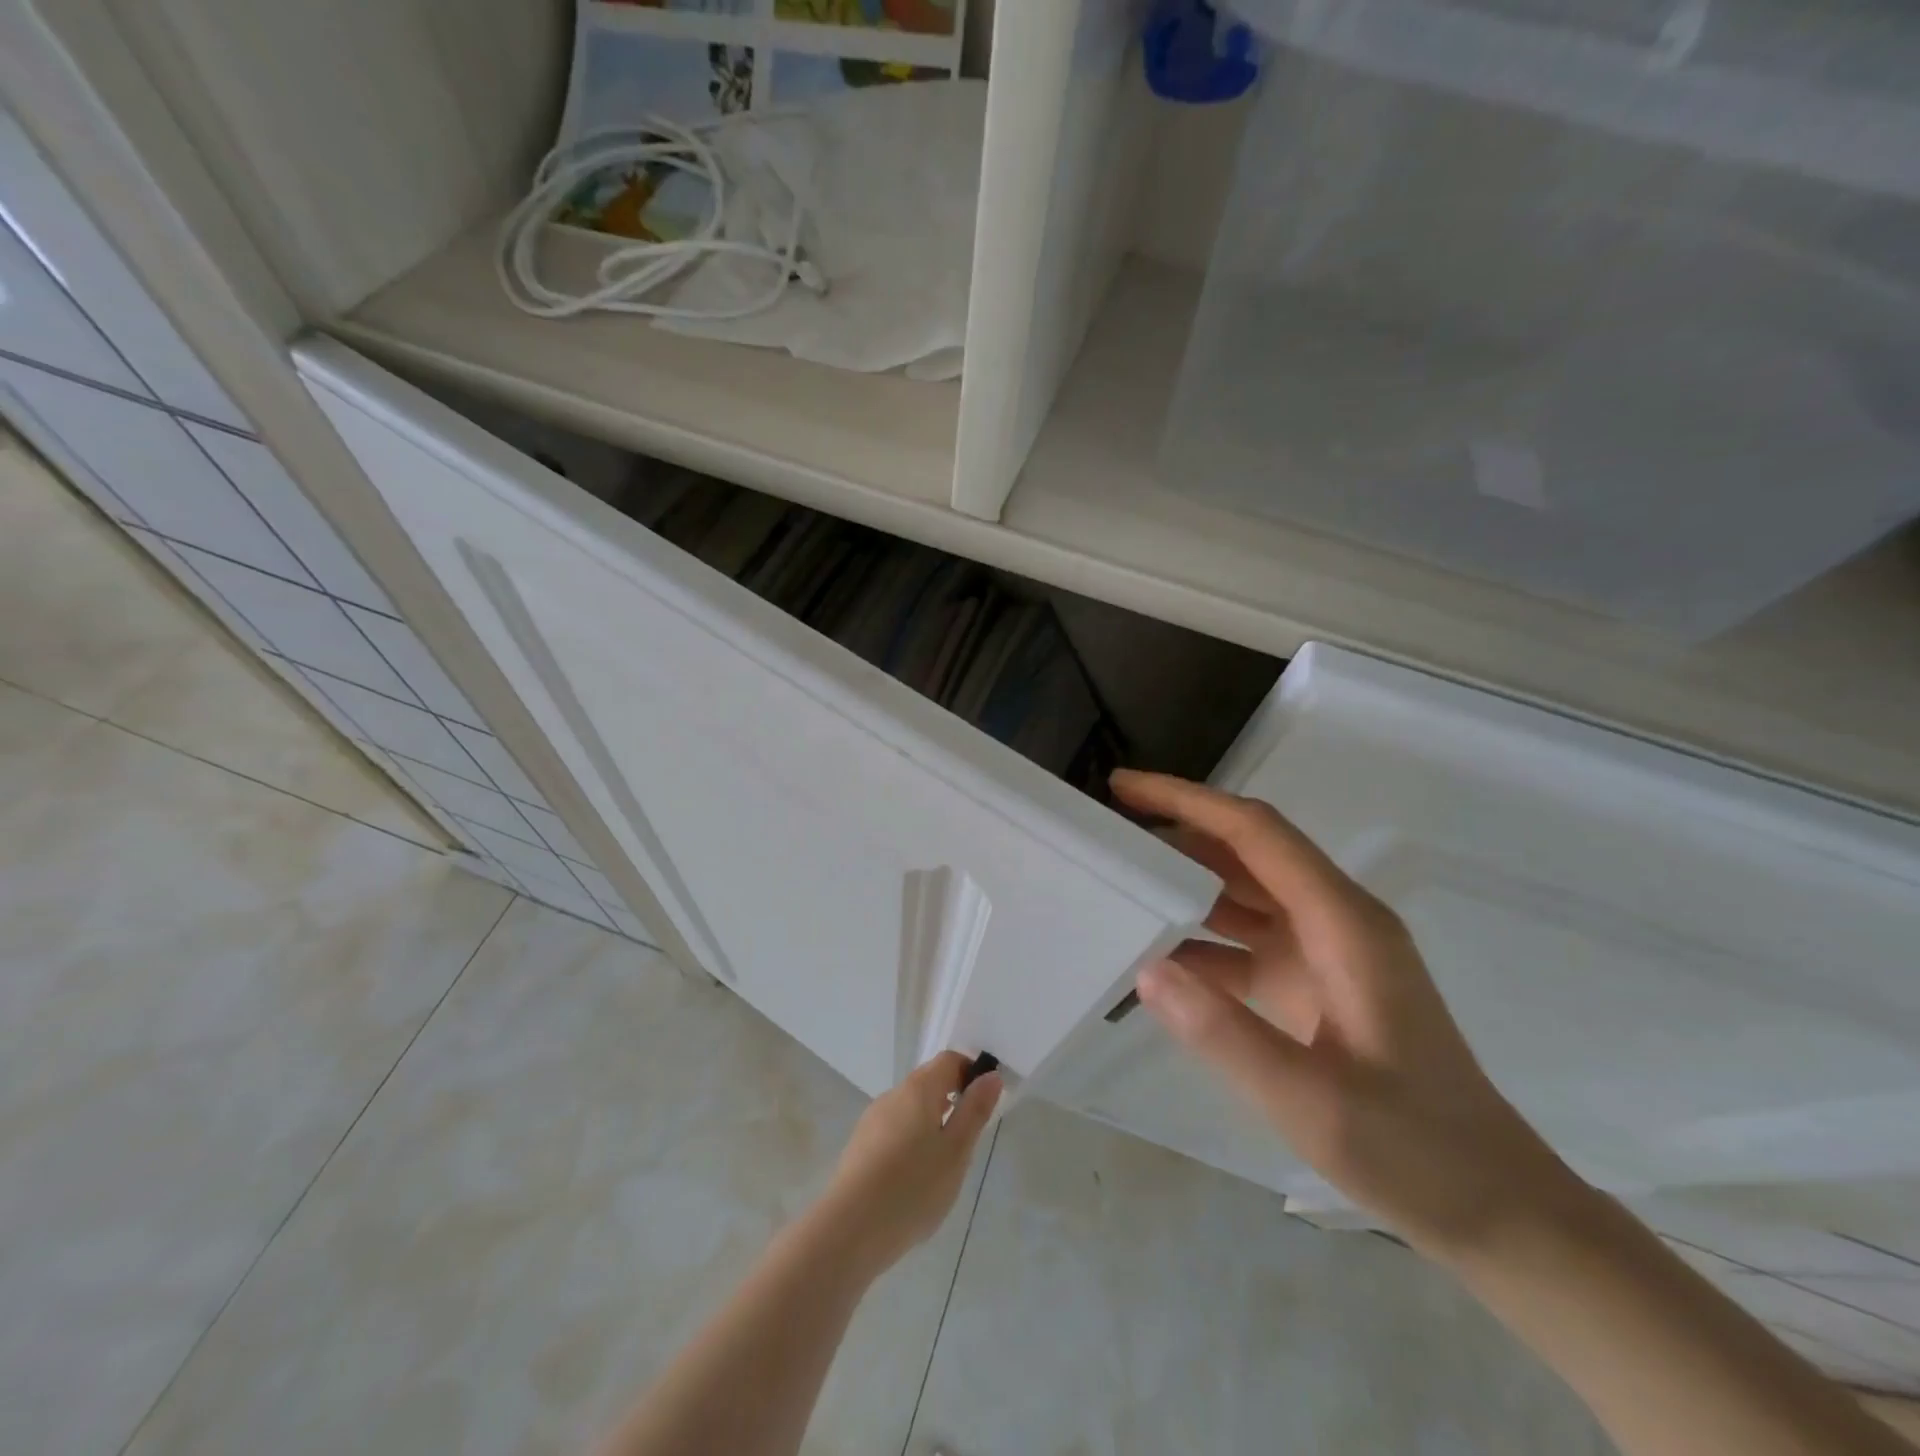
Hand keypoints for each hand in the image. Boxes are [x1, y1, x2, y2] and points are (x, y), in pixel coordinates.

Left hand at [816, 1052, 1001, 1275]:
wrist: (850, 1229)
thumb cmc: (913, 1186)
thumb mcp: (956, 1151)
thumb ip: (975, 1111)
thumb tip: (991, 1076)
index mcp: (919, 1088)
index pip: (949, 1060)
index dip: (971, 1074)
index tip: (984, 1105)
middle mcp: (893, 1094)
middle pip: (929, 1083)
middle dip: (952, 1102)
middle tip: (967, 1143)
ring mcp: (873, 1119)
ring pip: (910, 1110)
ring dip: (931, 1125)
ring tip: (941, 1168)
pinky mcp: (860, 1145)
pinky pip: (894, 1131)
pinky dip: (910, 1143)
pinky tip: (913, 1181)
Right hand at [1111, 770, 1577, 1258]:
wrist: (1493, 1206)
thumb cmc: (1415, 1149)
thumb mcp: (1315, 1102)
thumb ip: (1227, 1035)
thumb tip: (1145, 968)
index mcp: (1344, 923)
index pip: (1256, 834)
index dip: (1188, 801)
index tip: (1123, 788)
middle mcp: (1334, 921)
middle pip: (1246, 853)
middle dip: (1177, 835)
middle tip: (1106, 837)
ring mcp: (1324, 952)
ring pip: (1242, 894)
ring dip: (1184, 885)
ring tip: (1119, 885)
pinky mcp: (1313, 984)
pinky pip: (1245, 942)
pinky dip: (1200, 941)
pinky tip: (1155, 960)